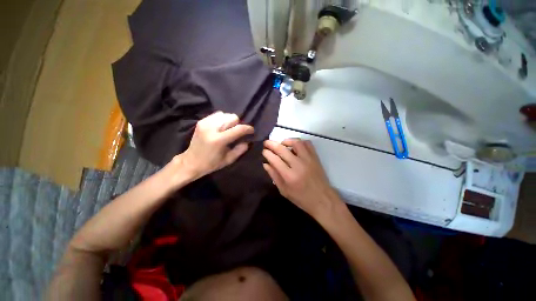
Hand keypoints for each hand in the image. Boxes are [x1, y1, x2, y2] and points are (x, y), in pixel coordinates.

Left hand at [171, 112, 253, 181]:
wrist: (191, 162)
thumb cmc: (211, 163)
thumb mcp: (229, 160)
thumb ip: (240, 149)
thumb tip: (248, 140)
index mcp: (219, 140)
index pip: (238, 129)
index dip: (248, 129)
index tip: (251, 131)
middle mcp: (212, 128)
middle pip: (232, 117)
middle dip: (238, 124)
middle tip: (237, 132)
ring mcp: (205, 123)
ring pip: (225, 114)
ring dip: (230, 121)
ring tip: (229, 130)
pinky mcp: (201, 121)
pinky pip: (217, 115)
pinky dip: (222, 120)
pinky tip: (221, 128)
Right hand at [262, 139, 342, 219]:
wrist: (322, 199)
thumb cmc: (301, 198)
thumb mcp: (284, 191)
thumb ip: (274, 176)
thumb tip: (265, 164)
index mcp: (289, 176)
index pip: (275, 160)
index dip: (267, 153)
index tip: (264, 151)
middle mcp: (298, 165)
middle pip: (282, 149)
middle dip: (272, 144)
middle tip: (266, 143)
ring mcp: (308, 159)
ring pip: (296, 143)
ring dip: (286, 141)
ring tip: (281, 143)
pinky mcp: (315, 157)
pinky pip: (307, 144)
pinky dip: (299, 142)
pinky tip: (295, 145)